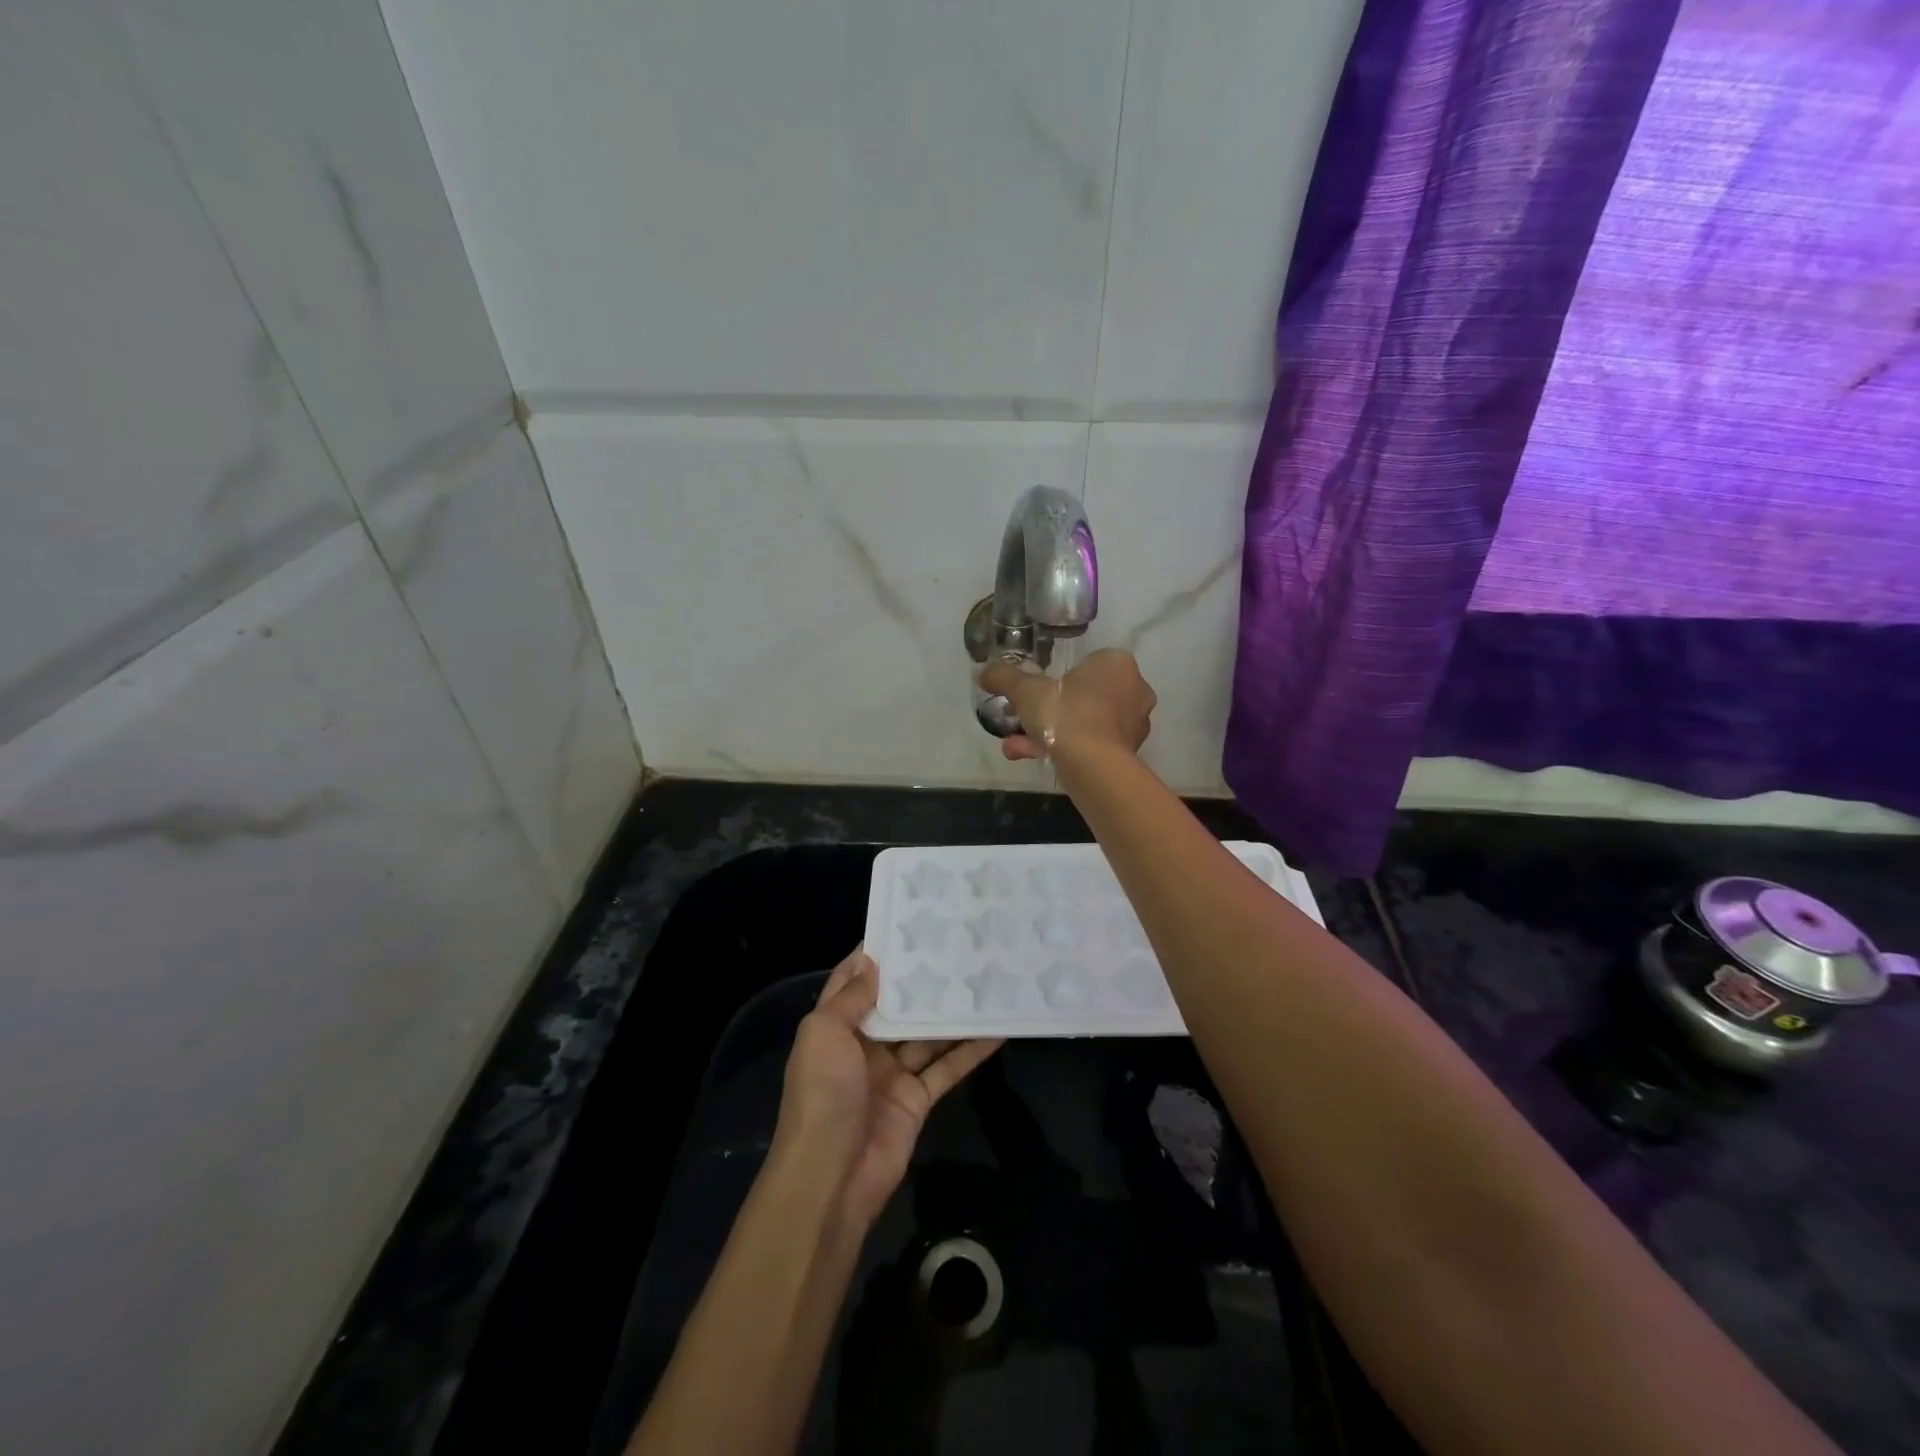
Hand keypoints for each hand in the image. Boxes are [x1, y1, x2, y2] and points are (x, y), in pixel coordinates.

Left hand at [772, 948, 1002, 1231]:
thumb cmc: (822, 1094)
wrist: (831, 1177)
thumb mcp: (824, 1034)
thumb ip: (851, 998)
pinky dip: (970, 1050)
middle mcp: (863, 1045)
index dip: (876, 954)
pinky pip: (947, 1067)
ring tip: (983, 978)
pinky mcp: (918, 1099)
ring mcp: (892, 1073)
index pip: (855, 981)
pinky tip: (997, 1029)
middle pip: (897, 1005)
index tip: (907, 923)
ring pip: (927, 1034)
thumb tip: (873, 961)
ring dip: (951, 1011)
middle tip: (957, 946)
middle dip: (922, 980)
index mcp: (834, 1027)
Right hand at [978, 648, 1156, 762]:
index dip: (1057, 679)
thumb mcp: (1026, 692)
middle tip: (1023, 721)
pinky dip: (1065, 750)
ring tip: (1016, 746)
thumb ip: (1005, 677)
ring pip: (1084, 723)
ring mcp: (1134, 725)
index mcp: (1117, 664)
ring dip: (1051, 733)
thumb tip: (983, 672)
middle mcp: (1134, 690)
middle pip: (1083, 696)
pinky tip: (1033, 758)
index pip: (1086, 664)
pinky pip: (1091, 744)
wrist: (1094, 767)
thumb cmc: (1067, 715)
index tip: (1034, 694)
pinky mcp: (1129, 754)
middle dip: (1048, 711)